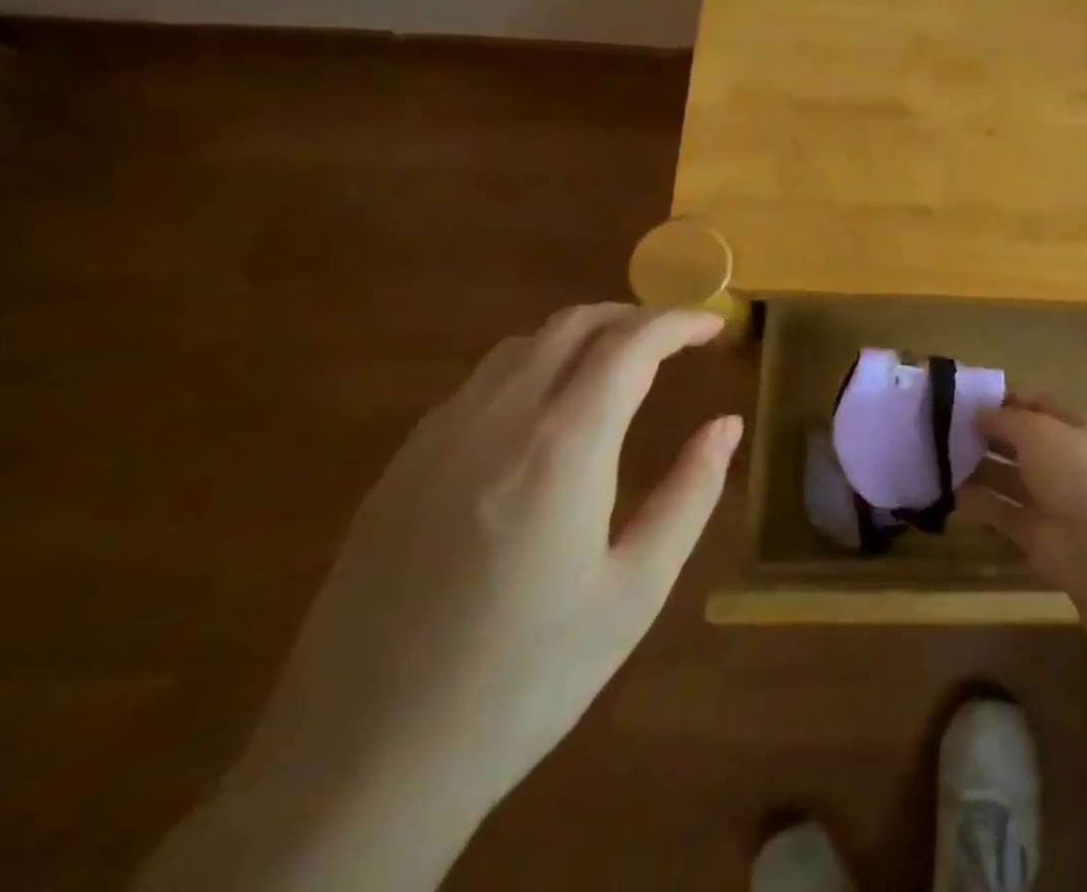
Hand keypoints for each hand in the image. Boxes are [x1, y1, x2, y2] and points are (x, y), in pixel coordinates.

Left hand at [237, 306, 737, 834]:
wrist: (359, 770)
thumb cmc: (525, 679)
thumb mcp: (635, 591)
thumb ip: (690, 493)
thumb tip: (727, 426)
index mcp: (562, 448)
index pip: (631, 345)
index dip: (679, 322)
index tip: (713, 326)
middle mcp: (496, 421)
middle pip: (571, 325)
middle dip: (632, 316)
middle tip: (673, 338)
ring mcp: (436, 441)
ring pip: (519, 347)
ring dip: (579, 337)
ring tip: (617, 366)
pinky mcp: (397, 471)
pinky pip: (476, 386)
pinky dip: (529, 369)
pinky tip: (542, 416)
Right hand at [959, 396, 1086, 587]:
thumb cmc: (1069, 469)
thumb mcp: (1034, 429)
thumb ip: (1004, 419)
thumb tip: (979, 413)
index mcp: (1075, 429)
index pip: (1040, 406)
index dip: (1010, 401)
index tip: (975, 401)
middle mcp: (1063, 461)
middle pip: (1021, 442)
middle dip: (990, 435)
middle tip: (952, 430)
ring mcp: (1049, 497)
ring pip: (1009, 478)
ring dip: (980, 468)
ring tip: (945, 458)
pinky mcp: (1032, 530)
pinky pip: (1001, 510)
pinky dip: (979, 503)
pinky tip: (951, 492)